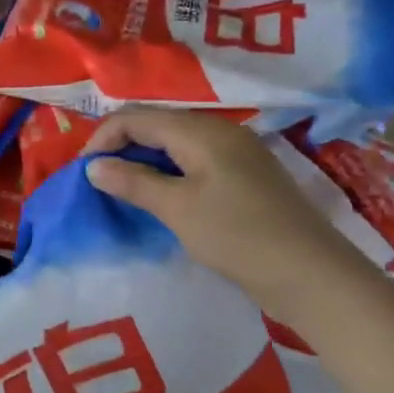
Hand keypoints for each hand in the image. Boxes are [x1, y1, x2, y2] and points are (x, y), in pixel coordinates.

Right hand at [82, 110, 372, 323]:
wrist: (311, 275)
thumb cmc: (238, 236)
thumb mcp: (178, 209)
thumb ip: (133, 182)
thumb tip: (93, 166)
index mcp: (203, 131)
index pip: (138, 117)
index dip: (104, 138)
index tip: (82, 172)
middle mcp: (221, 132)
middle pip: (157, 125)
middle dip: (122, 146)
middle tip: (98, 181)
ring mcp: (237, 155)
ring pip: (176, 144)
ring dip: (144, 161)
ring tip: (122, 190)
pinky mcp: (245, 178)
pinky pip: (195, 162)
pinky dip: (168, 173)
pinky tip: (160, 198)